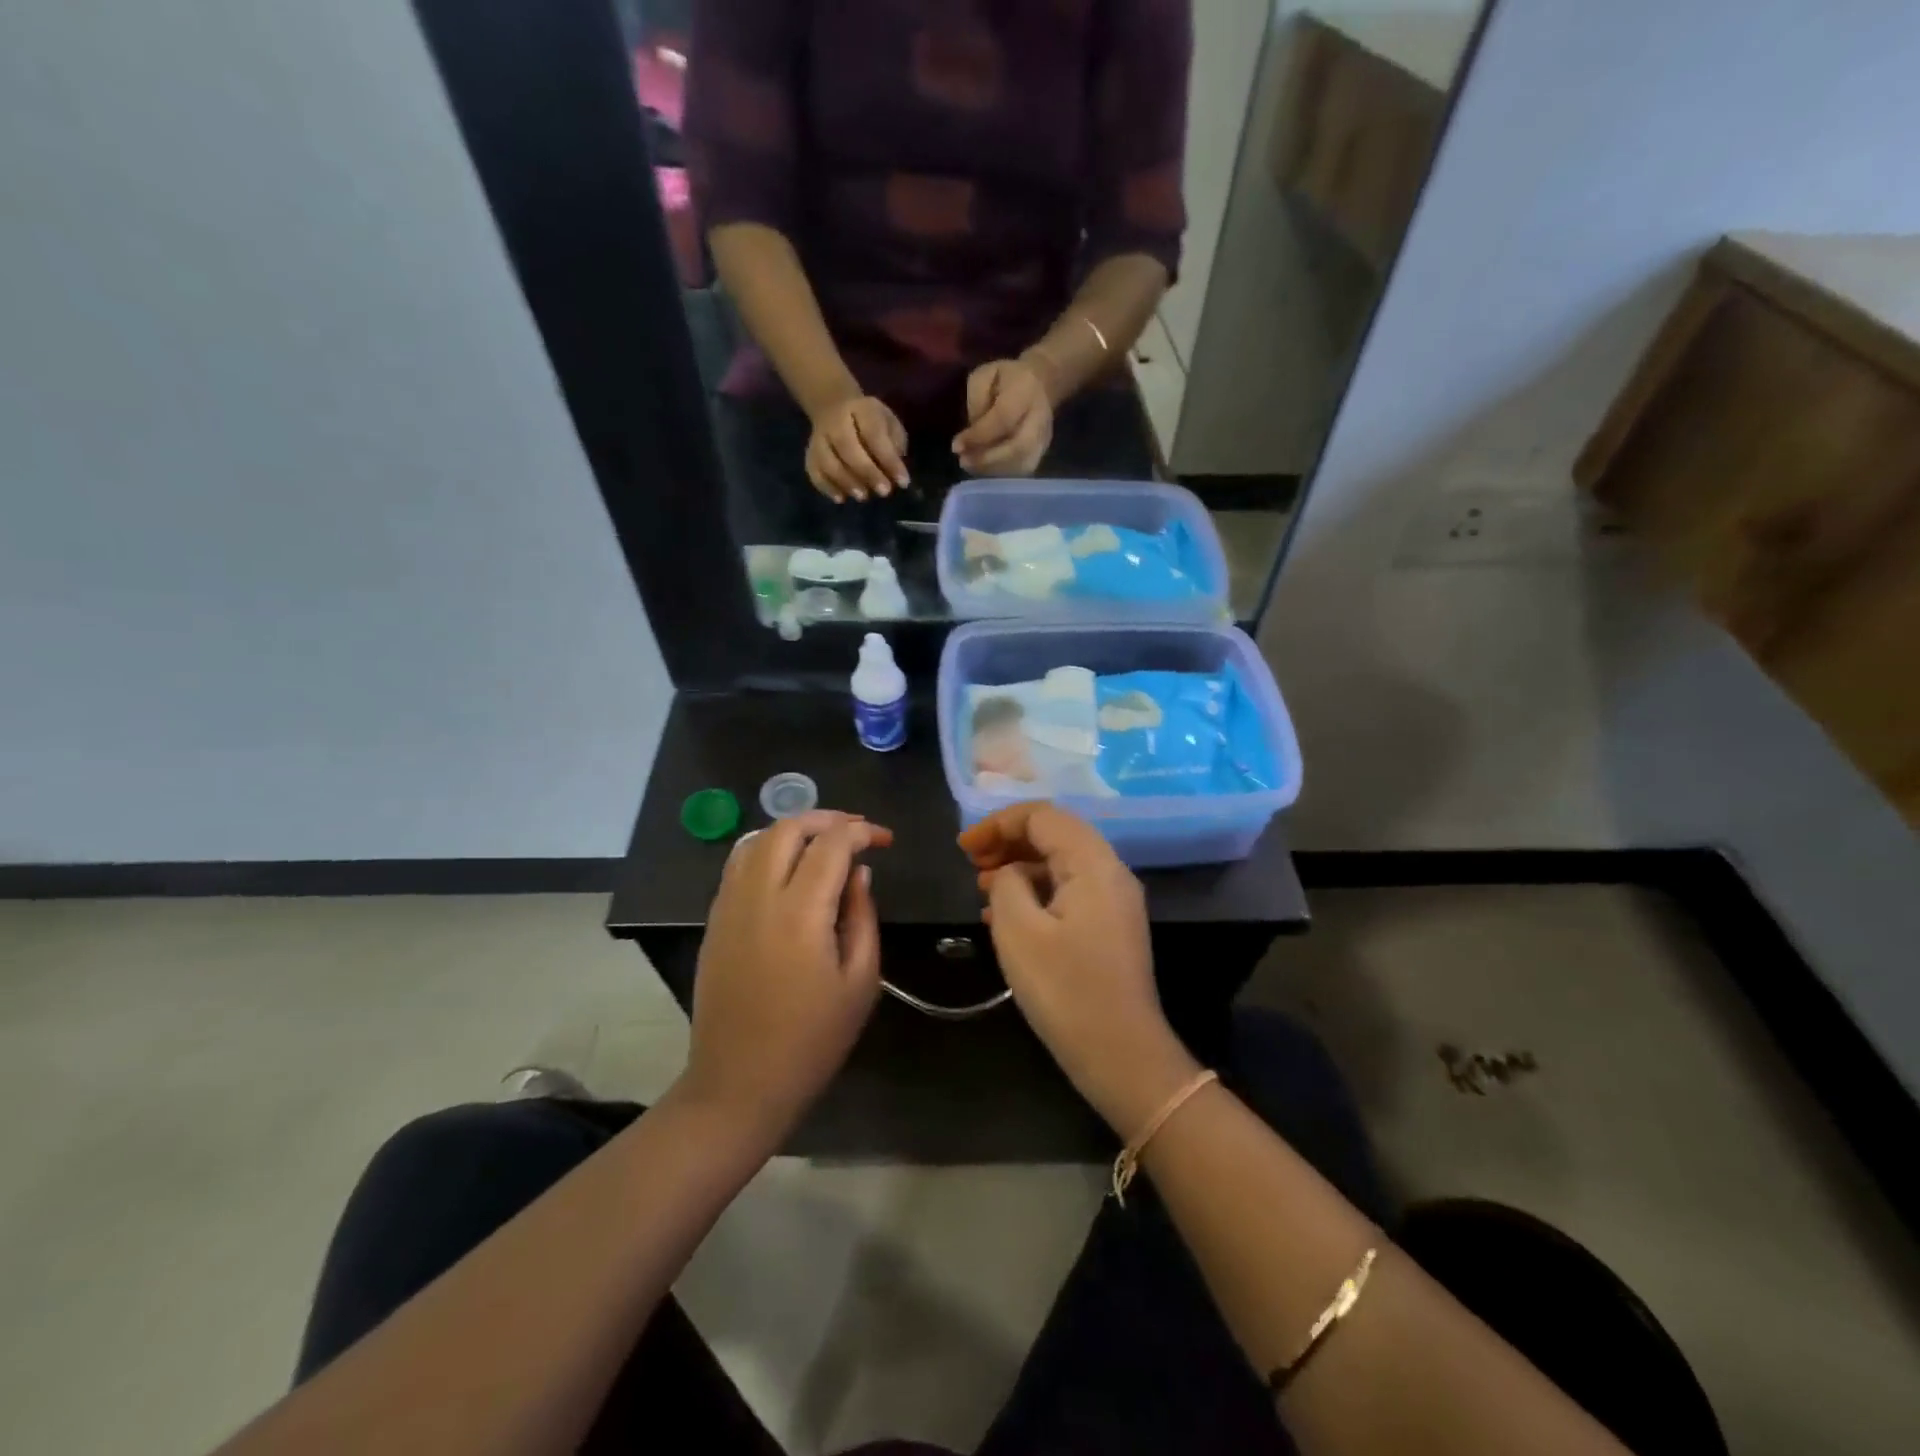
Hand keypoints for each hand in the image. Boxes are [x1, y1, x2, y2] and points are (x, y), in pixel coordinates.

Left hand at [684, 811, 892, 1138]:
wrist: (738, 1084)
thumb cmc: (811, 1040)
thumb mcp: (860, 982)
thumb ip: (862, 917)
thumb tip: (859, 874)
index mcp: (800, 912)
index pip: (831, 844)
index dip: (862, 832)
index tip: (884, 840)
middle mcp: (758, 896)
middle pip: (787, 828)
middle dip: (826, 819)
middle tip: (856, 832)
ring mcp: (729, 906)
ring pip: (756, 839)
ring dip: (792, 830)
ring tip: (822, 842)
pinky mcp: (714, 921)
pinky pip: (738, 864)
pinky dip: (766, 849)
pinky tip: (787, 868)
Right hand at [808, 394, 909, 501]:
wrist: (833, 407)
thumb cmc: (870, 421)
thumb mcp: (888, 422)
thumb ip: (894, 443)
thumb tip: (895, 470)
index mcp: (861, 410)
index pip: (874, 434)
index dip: (889, 460)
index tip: (903, 482)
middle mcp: (835, 422)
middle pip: (847, 447)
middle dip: (867, 472)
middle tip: (884, 491)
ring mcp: (819, 438)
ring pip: (827, 461)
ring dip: (846, 482)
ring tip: (863, 496)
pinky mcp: (810, 454)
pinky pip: (814, 471)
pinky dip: (826, 487)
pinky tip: (841, 498)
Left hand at [953, 357, 1054, 475]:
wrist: (1040, 384)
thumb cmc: (1006, 379)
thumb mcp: (985, 375)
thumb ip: (976, 400)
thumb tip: (971, 433)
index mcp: (1026, 390)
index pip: (1003, 419)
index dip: (978, 436)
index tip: (956, 446)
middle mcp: (1040, 417)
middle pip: (1018, 447)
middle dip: (987, 459)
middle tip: (963, 461)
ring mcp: (1044, 439)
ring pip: (1021, 464)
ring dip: (992, 469)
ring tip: (970, 465)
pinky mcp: (1042, 453)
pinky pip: (1021, 471)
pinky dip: (1000, 473)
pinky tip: (983, 469)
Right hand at [960, 804, 1198, 1134]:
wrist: (1121, 1055)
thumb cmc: (1066, 991)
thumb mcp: (1019, 931)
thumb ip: (1007, 884)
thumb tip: (1010, 872)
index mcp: (1093, 864)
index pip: (1043, 816)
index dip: (998, 823)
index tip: (963, 847)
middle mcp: (1110, 872)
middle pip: (1054, 835)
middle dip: (1008, 841)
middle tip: (971, 863)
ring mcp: (1114, 900)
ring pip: (1060, 863)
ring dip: (1020, 867)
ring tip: (981, 888)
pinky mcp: (1109, 927)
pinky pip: (1068, 891)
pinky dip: (1035, 892)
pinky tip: (1004, 915)